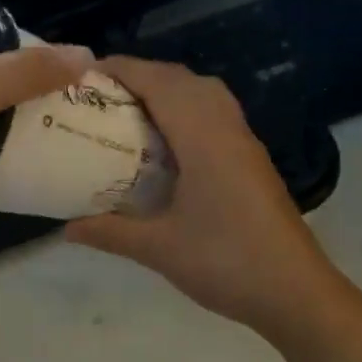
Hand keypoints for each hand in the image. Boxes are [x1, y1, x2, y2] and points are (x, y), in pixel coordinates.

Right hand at [66, 57, 341, 334]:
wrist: (295, 291)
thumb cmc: (225, 263)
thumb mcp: (159, 249)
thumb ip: (110, 232)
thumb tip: (66, 228)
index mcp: (203, 138)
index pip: (159, 83)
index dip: (123, 69)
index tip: (85, 73)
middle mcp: (226, 128)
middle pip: (183, 79)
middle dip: (142, 75)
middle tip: (102, 95)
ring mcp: (245, 143)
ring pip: (204, 94)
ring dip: (168, 90)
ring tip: (131, 111)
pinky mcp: (253, 161)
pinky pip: (216, 114)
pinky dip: (187, 109)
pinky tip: (168, 142)